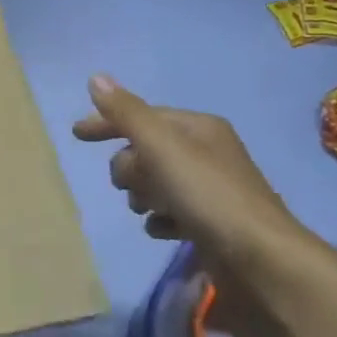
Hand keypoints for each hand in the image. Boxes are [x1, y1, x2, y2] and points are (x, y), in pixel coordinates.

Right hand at [72, 74, 301, 265]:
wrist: (260, 258)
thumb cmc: (207, 195)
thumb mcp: (161, 147)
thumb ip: (126, 114)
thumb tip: (96, 78)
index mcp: (197, 128)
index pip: (142, 116)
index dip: (107, 123)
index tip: (76, 135)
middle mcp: (206, 153)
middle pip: (145, 152)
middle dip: (130, 169)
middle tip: (132, 185)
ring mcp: (209, 189)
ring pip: (154, 184)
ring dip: (142, 196)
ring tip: (151, 209)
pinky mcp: (209, 223)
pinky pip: (168, 214)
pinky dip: (159, 220)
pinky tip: (163, 230)